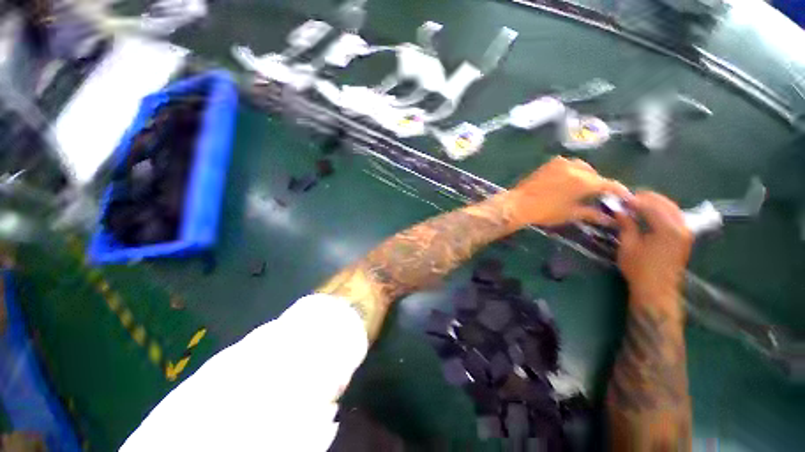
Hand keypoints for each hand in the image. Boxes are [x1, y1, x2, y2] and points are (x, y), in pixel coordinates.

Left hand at [508, 157, 631, 225]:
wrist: (518, 204)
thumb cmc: (545, 211)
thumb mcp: (570, 214)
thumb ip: (592, 213)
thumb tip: (609, 219)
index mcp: (584, 181)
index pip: (609, 184)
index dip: (619, 191)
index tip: (625, 198)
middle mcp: (575, 167)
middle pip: (595, 174)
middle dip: (599, 184)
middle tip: (598, 196)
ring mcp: (561, 163)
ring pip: (582, 167)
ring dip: (587, 176)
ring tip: (582, 190)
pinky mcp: (549, 163)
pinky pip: (568, 165)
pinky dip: (573, 172)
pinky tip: (568, 182)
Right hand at [615, 191, 692, 306]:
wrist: (656, 289)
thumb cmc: (639, 268)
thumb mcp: (628, 245)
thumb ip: (627, 224)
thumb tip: (619, 210)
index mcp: (667, 229)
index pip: (651, 205)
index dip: (634, 200)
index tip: (619, 199)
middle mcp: (681, 226)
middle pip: (665, 203)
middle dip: (646, 198)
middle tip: (627, 200)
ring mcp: (685, 232)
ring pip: (671, 208)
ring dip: (654, 203)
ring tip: (636, 205)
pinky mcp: (684, 237)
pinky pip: (674, 216)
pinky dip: (661, 211)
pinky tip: (649, 214)